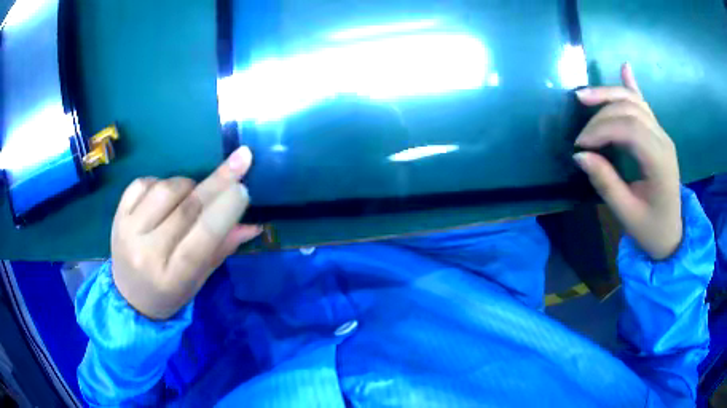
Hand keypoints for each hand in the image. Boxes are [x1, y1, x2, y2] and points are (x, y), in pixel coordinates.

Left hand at [111, 146, 261, 319]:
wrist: (129, 297)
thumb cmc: (169, 293)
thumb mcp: (199, 279)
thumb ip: (222, 248)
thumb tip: (253, 224)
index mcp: (173, 277)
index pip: (202, 238)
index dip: (224, 210)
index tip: (243, 187)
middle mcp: (147, 253)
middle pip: (186, 208)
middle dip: (217, 182)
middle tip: (240, 160)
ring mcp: (128, 231)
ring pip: (166, 189)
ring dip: (187, 185)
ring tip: (190, 197)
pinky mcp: (117, 215)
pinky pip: (143, 183)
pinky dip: (161, 182)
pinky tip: (165, 196)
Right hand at [574, 63, 681, 259]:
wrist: (672, 234)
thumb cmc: (651, 229)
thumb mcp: (627, 214)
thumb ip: (606, 183)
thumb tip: (579, 155)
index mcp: (659, 161)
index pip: (629, 129)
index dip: (600, 130)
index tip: (579, 145)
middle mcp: (663, 139)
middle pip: (629, 109)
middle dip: (600, 115)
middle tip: (581, 136)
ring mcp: (662, 134)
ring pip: (634, 100)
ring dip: (608, 95)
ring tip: (583, 96)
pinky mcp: (658, 134)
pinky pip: (644, 104)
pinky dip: (632, 86)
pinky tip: (624, 67)